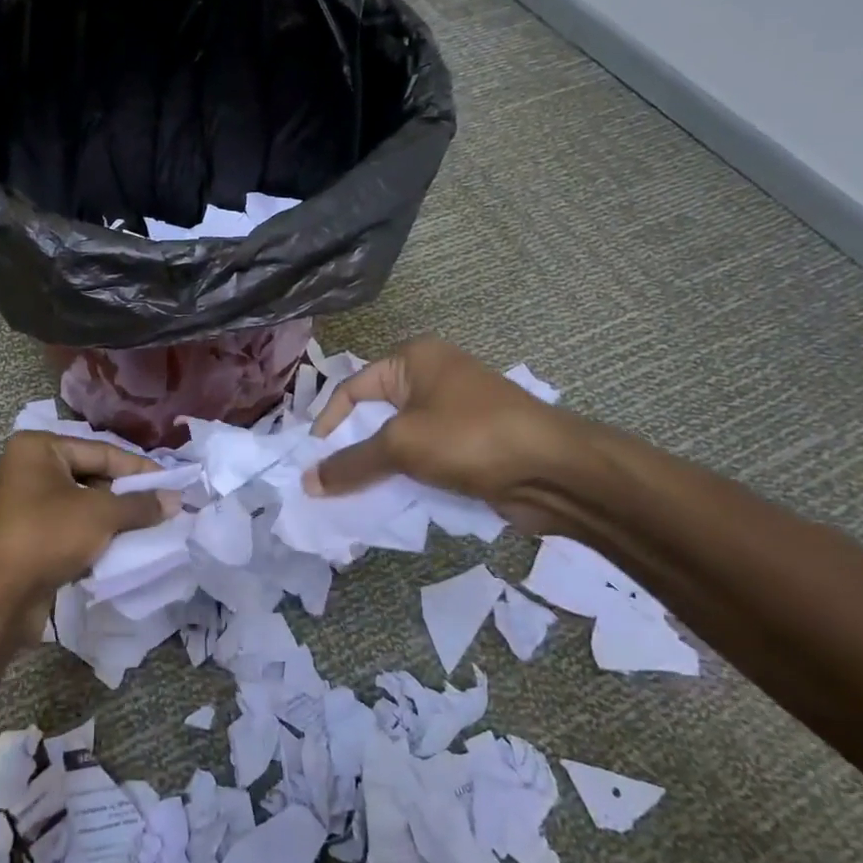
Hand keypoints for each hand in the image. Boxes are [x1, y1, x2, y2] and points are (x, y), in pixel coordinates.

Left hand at [0, 431, 179, 642]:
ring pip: (81, 503)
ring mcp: (23, 504)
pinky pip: (68, 526)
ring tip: (147, 528)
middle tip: (162, 507)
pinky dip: (92, 535)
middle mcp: (27, 468)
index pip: (101, 451)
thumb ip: (140, 504)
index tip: (173, 484)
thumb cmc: (46, 536)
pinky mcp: (25, 536)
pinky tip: (119, 547)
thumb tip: (175, 499)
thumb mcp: (101, 515)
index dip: (139, 468)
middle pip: (91, 475)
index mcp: (37, 448)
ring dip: (111, 517)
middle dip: (125, 494)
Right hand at [303, 337, 586, 533]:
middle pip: (374, 414)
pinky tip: (389, 502)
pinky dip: (405, 478)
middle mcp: (431, 378)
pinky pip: (423, 458)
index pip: (352, 388)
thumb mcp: (402, 446)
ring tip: (352, 497)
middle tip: (326, 481)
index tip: (311, 460)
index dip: (328, 423)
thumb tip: (307, 482)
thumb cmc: (470, 438)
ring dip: (377, 468)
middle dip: (351, 449)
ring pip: (398, 441)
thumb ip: (351, 463)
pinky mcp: (469, 444)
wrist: (555, 470)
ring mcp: (453, 412)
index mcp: (413, 359)